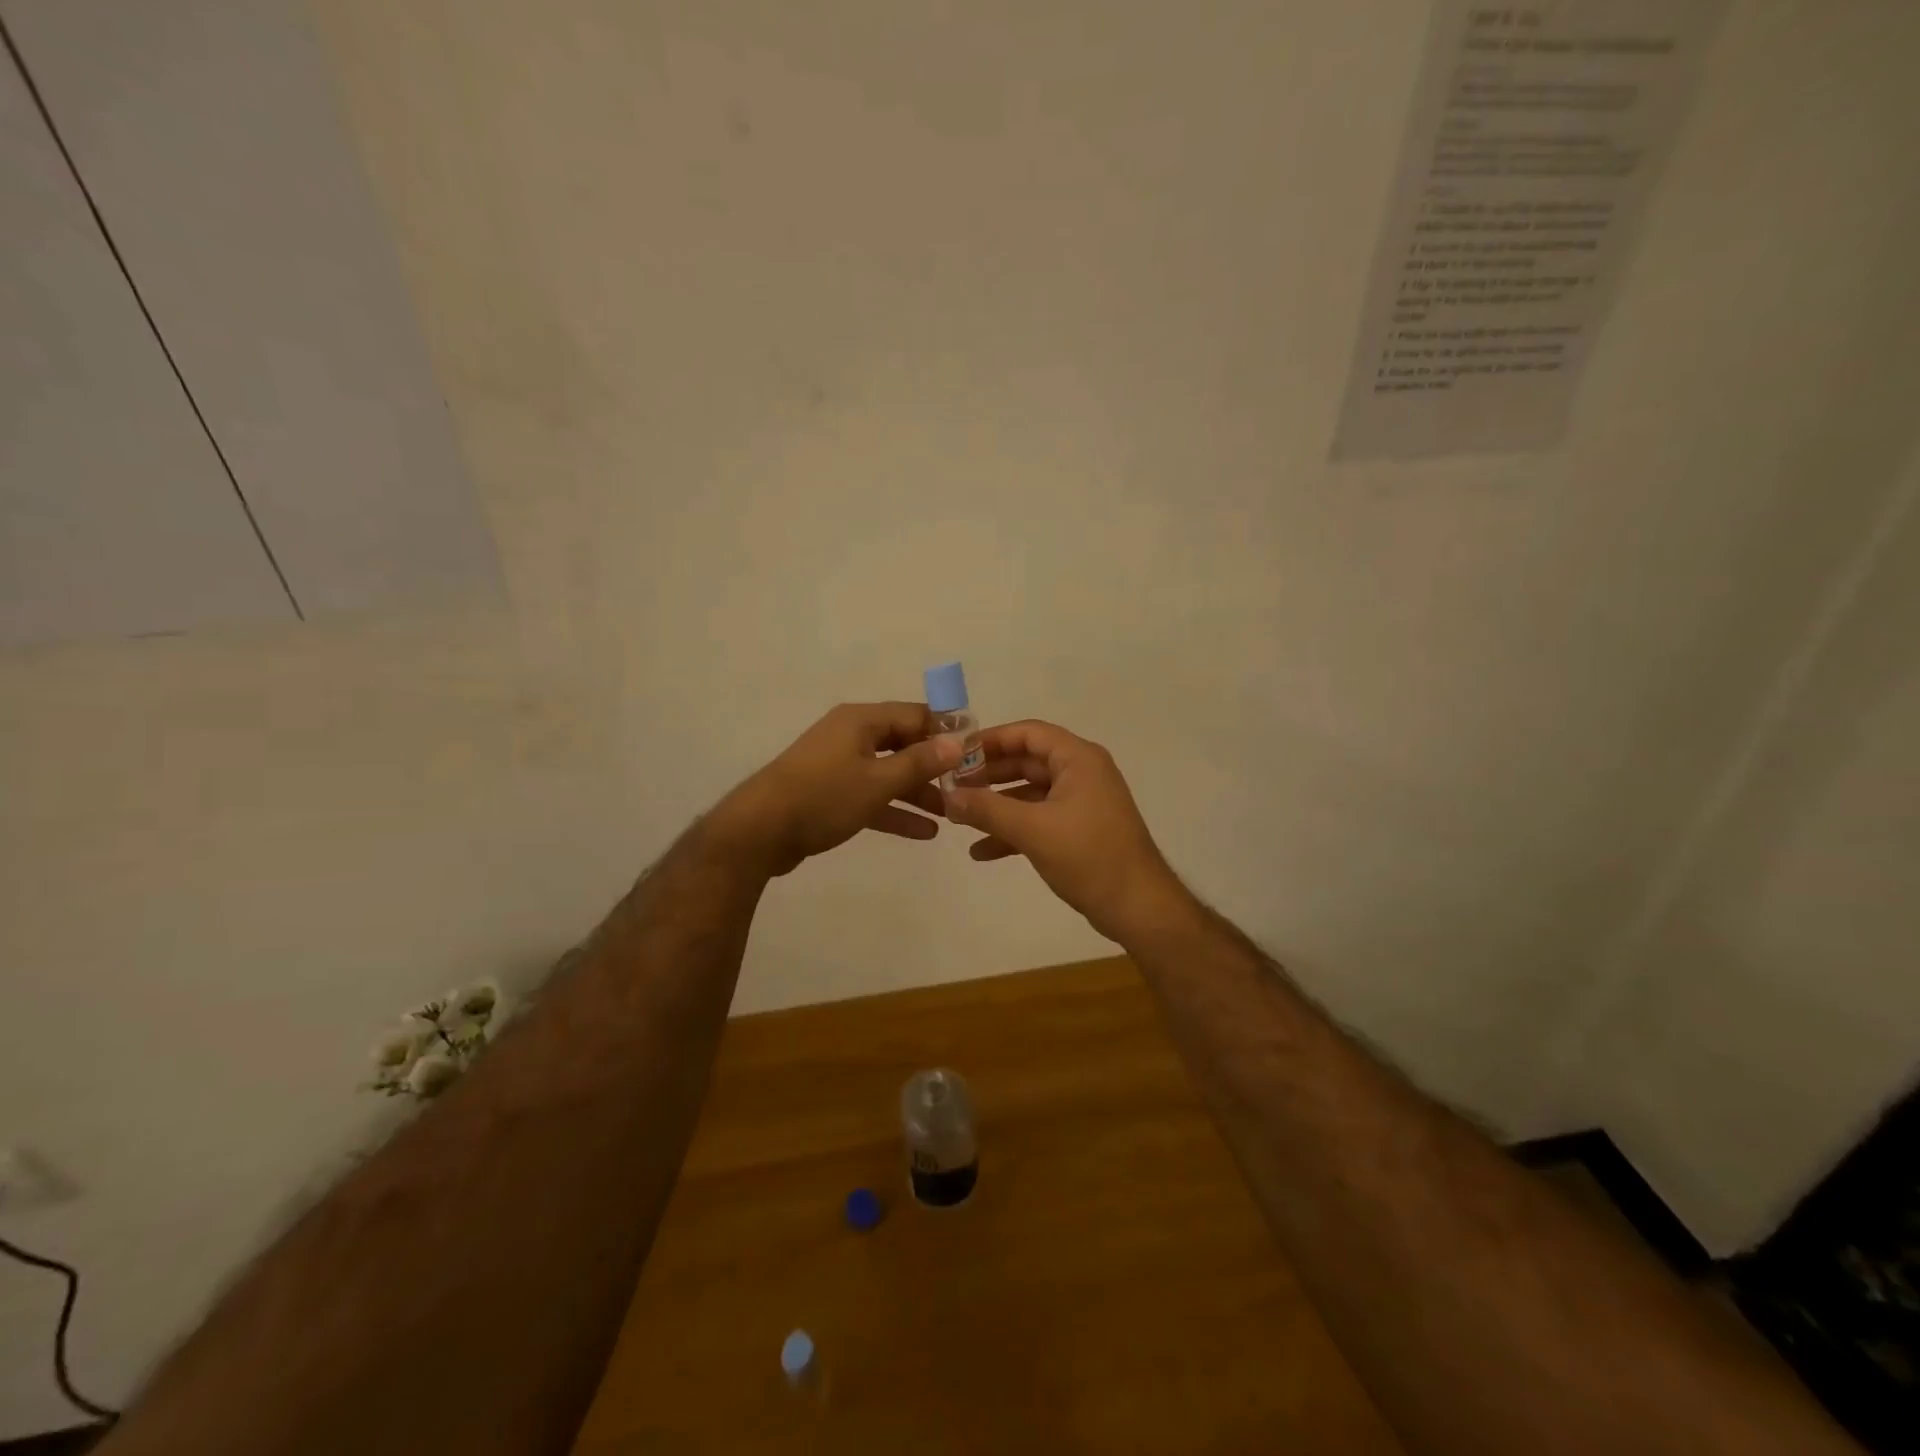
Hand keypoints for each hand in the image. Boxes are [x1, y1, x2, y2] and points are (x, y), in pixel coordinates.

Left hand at [713, 703, 962, 876]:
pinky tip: (923, 832)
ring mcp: (839, 765)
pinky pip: (871, 795)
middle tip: (968, 787)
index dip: (947, 731)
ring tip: (951, 814)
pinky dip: (894, 810)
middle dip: (935, 766)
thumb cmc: (823, 797)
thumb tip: (957, 742)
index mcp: (861, 720)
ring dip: (918, 792)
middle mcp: (851, 735)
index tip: (976, 752)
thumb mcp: (878, 781)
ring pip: (889, 773)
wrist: (758, 832)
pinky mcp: (830, 793)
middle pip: (904, 744)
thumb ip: (919, 762)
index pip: (916, 715)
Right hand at [942, 720, 1187, 942]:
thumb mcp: (1032, 829)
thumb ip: (987, 809)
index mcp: (1078, 759)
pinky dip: (1012, 830)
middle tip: (951, 785)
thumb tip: (947, 796)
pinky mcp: (1079, 830)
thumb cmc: (1088, 856)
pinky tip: (981, 851)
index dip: (990, 740)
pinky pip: (1039, 819)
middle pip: (1026, 761)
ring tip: (959, 817)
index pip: (1028, 733)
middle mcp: (1081, 773)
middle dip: (988, 775)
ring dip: (996, 805)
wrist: (1138, 907)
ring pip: (1030, 793)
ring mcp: (1081, 803)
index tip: (956, 754)